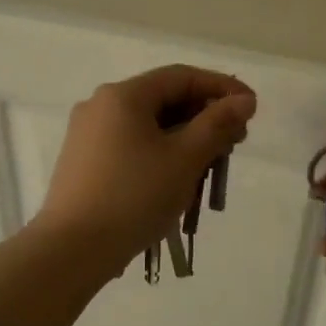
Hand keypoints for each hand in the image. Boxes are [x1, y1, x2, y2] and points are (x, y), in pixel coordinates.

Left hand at [34, 65, 255, 276]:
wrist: (72, 249)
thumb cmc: (134, 197)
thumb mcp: (185, 159)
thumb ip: (218, 124)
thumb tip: (244, 100)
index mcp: (123, 95)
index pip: (182, 77)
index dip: (222, 88)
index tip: (252, 108)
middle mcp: (100, 106)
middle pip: (163, 100)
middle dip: (204, 119)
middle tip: (235, 144)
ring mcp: (87, 135)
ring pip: (148, 127)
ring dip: (184, 141)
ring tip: (209, 169)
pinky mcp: (83, 163)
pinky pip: (131, 147)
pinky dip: (160, 156)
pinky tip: (176, 182)